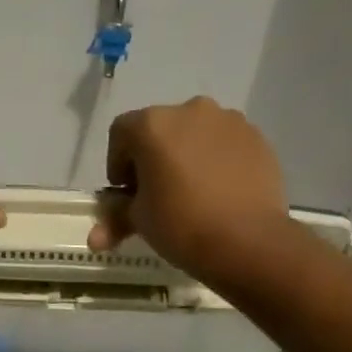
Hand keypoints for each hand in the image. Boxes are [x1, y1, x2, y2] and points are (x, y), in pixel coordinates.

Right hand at [89, 97, 294, 286]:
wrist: (248, 241)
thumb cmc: (181, 225)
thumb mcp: (140, 221)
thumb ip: (116, 218)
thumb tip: (95, 238)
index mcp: (153, 125)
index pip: (121, 133)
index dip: (117, 162)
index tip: (126, 192)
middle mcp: (191, 111)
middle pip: (160, 129)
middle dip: (153, 157)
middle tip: (157, 193)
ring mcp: (229, 121)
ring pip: (195, 134)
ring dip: (186, 155)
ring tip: (191, 193)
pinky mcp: (257, 138)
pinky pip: (225, 145)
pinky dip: (216, 161)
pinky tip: (219, 192)